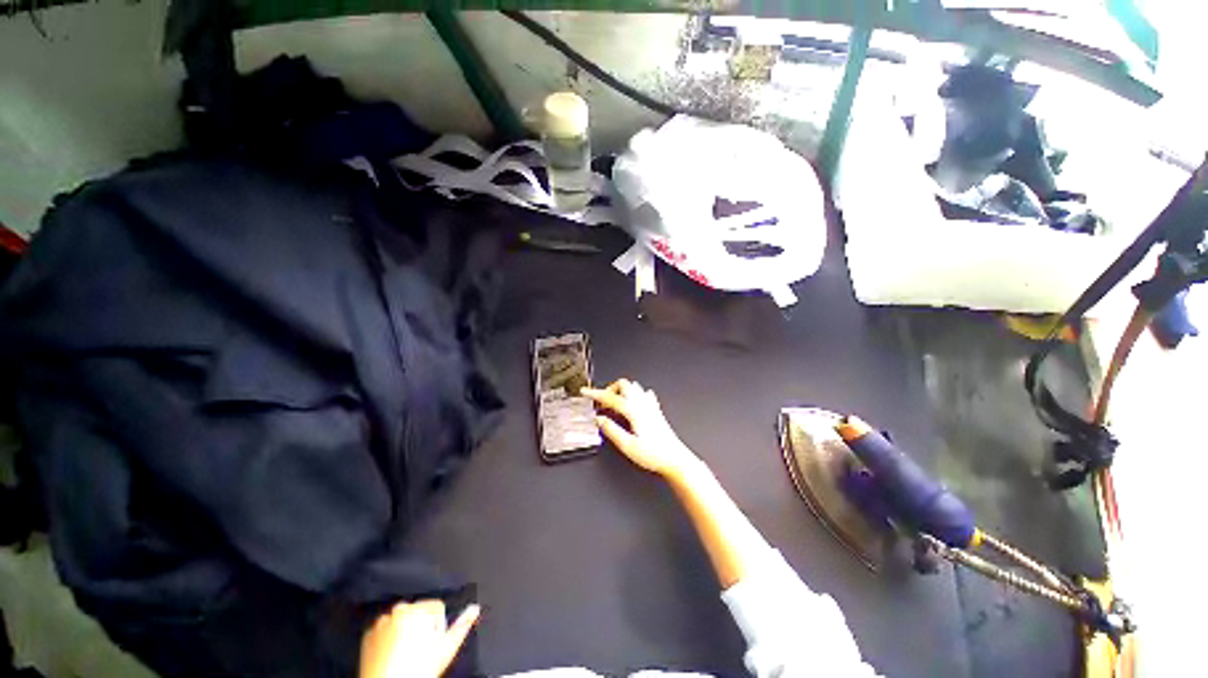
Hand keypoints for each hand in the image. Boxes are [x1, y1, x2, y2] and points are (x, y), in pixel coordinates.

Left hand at [359, 600, 479, 677]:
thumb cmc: (418, 670)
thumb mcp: (447, 648)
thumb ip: (462, 625)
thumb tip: (475, 608)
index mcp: (419, 608)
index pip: (438, 607)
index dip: (439, 627)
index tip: (433, 644)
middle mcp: (399, 609)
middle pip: (419, 612)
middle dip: (422, 628)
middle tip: (420, 651)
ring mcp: (382, 621)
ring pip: (402, 621)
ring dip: (406, 632)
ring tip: (405, 655)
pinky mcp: (367, 634)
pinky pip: (385, 630)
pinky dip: (389, 639)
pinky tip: (392, 655)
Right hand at [581, 379, 699, 479]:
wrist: (675, 459)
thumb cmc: (654, 454)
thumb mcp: (627, 445)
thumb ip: (611, 430)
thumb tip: (598, 419)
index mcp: (633, 410)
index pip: (610, 397)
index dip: (595, 393)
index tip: (585, 392)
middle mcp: (642, 404)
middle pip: (623, 384)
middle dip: (609, 389)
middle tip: (601, 402)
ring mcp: (650, 405)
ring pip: (633, 386)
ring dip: (620, 391)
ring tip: (613, 405)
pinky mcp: (656, 410)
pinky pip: (643, 394)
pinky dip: (632, 395)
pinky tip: (630, 405)